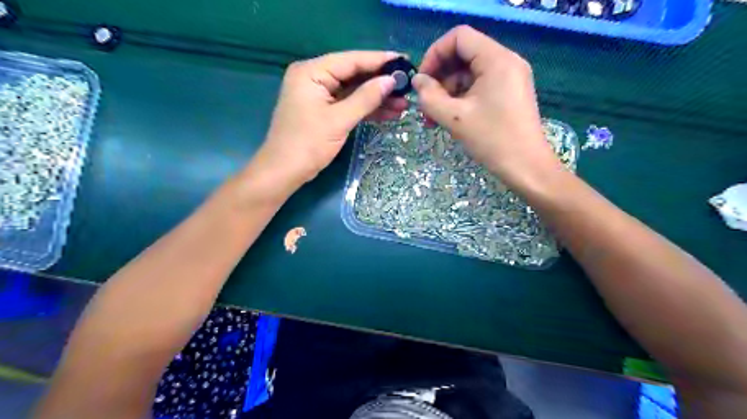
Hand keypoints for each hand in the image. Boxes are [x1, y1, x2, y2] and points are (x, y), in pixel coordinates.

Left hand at [253, 50, 410, 189]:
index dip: (379, 61)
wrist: (284, 172)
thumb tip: (391, 81)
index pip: (351, 60)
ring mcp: (319, 95)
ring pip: (353, 91)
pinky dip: (366, 110)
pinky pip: (348, 105)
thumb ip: (365, 98)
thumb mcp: (339, 120)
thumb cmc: (308, 144)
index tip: (405, 61)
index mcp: (312, 72)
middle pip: (353, 75)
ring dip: (376, 99)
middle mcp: (314, 78)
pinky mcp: (323, 111)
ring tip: (403, 104)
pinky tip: (388, 113)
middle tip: (407, 86)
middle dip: (380, 83)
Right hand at [412, 24, 563, 187]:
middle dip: (440, 78)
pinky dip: (461, 99)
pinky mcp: (509, 93)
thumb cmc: (492, 140)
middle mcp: (506, 62)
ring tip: (434, 119)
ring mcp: (509, 78)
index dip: (435, 54)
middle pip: (463, 55)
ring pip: (469, 74)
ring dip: (448, 93)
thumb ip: (430, 96)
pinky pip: (479, 86)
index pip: (458, 37)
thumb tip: (417, 82)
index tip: (422, 81)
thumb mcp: (455, 118)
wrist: (526, 167)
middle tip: (425, 105)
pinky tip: (450, 119)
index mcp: (496, 60)